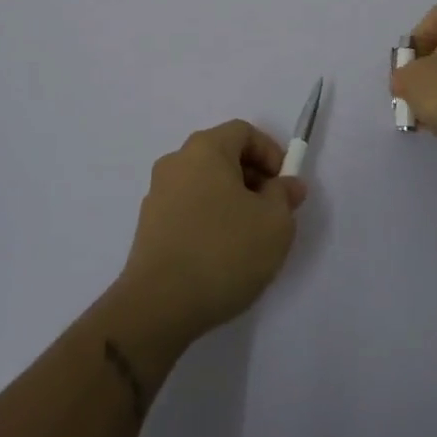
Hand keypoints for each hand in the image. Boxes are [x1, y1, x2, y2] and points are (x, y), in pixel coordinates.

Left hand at [116, 121, 307, 346]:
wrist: (159, 305)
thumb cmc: (223, 251)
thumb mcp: (274, 223)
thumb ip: (284, 196)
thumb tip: (288, 184)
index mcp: (205, 149)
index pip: (243, 132)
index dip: (270, 152)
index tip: (284, 186)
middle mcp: (176, 161)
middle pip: (222, 155)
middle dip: (252, 177)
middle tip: (272, 212)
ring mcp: (157, 193)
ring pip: (205, 183)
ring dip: (231, 200)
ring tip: (249, 237)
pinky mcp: (149, 225)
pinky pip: (188, 208)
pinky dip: (209, 218)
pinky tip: (221, 254)